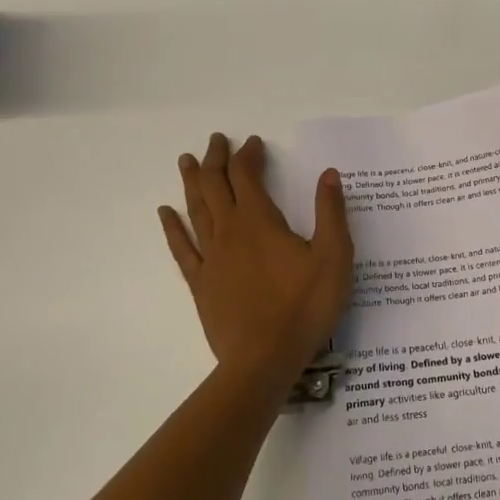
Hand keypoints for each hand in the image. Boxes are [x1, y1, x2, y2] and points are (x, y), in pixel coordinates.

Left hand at [159, 133, 352, 392]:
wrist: (264, 359)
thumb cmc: (304, 307)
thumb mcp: (334, 257)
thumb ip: (331, 212)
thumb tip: (328, 174)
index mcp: (259, 221)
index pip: (246, 175)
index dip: (248, 155)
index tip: (253, 142)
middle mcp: (229, 231)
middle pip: (216, 185)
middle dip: (216, 159)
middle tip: (215, 140)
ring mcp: (210, 257)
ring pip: (196, 210)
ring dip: (192, 182)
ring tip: (187, 161)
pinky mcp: (200, 283)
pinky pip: (181, 248)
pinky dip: (172, 227)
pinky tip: (165, 213)